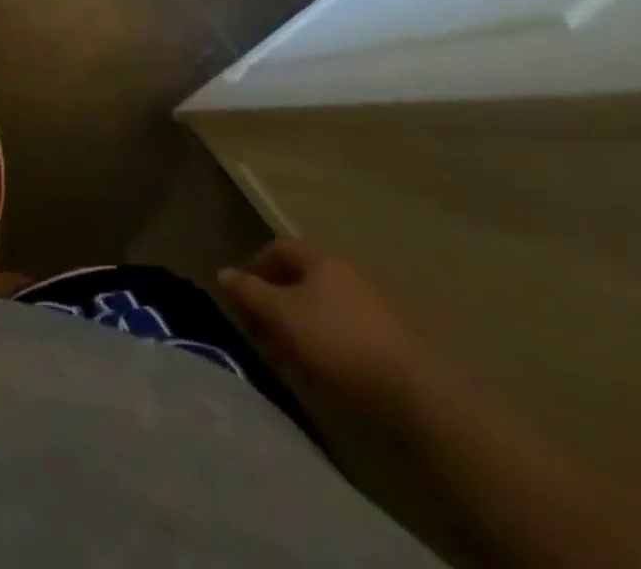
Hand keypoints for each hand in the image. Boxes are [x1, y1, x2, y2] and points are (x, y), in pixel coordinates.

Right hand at [218, 238, 425, 414]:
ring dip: (294, 331)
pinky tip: (315, 376)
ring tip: (283, 362)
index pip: (279, 247)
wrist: (416, 393)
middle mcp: (346, 277)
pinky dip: (320, 349)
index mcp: (321, 261)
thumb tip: (224, 273)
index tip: (240, 294)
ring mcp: (370, 311)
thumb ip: (250, 292)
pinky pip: (341, 337)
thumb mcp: (282, 314)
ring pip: (319, 312)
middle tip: (257, 333)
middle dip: (273, 305)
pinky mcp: (386, 345)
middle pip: (299, 281)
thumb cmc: (337, 341)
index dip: (255, 265)